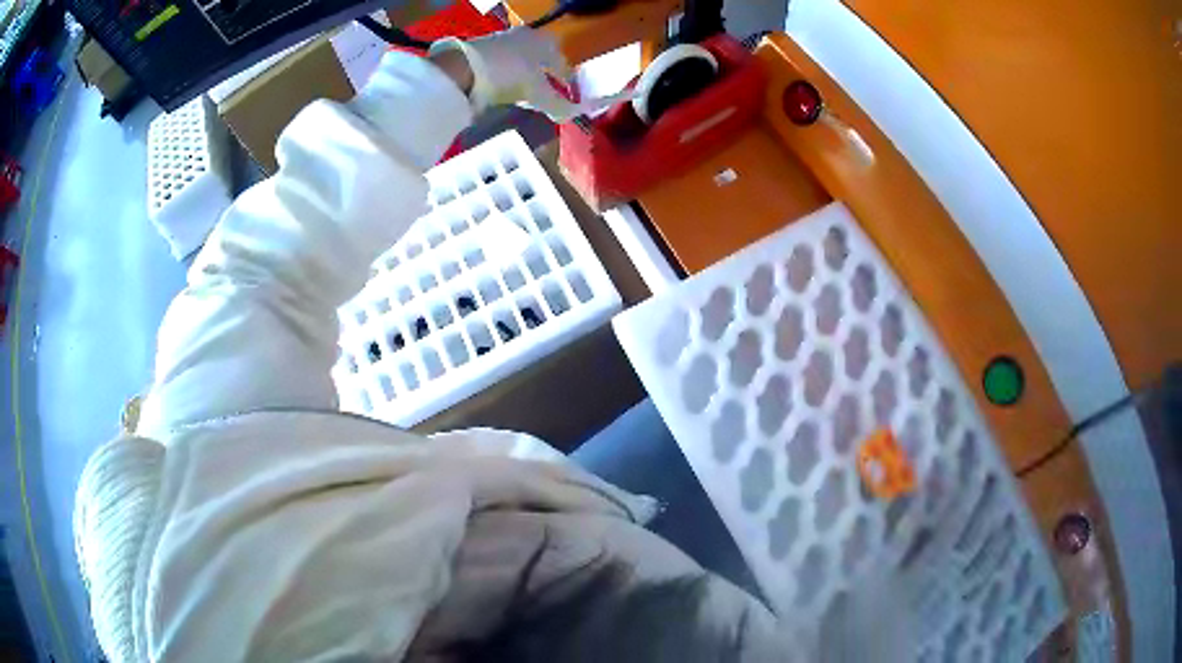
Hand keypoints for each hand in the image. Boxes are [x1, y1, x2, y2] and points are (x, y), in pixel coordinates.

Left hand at [430, 27, 606, 120]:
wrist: (463, 68)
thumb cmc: (511, 75)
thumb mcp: (538, 93)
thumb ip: (558, 104)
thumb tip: (572, 115)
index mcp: (545, 43)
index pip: (562, 62)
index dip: (566, 80)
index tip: (567, 95)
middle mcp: (526, 37)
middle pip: (541, 58)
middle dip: (544, 75)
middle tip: (546, 93)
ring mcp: (502, 40)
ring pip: (521, 60)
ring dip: (524, 75)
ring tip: (524, 93)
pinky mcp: (481, 49)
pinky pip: (501, 64)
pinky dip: (505, 76)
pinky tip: (503, 88)